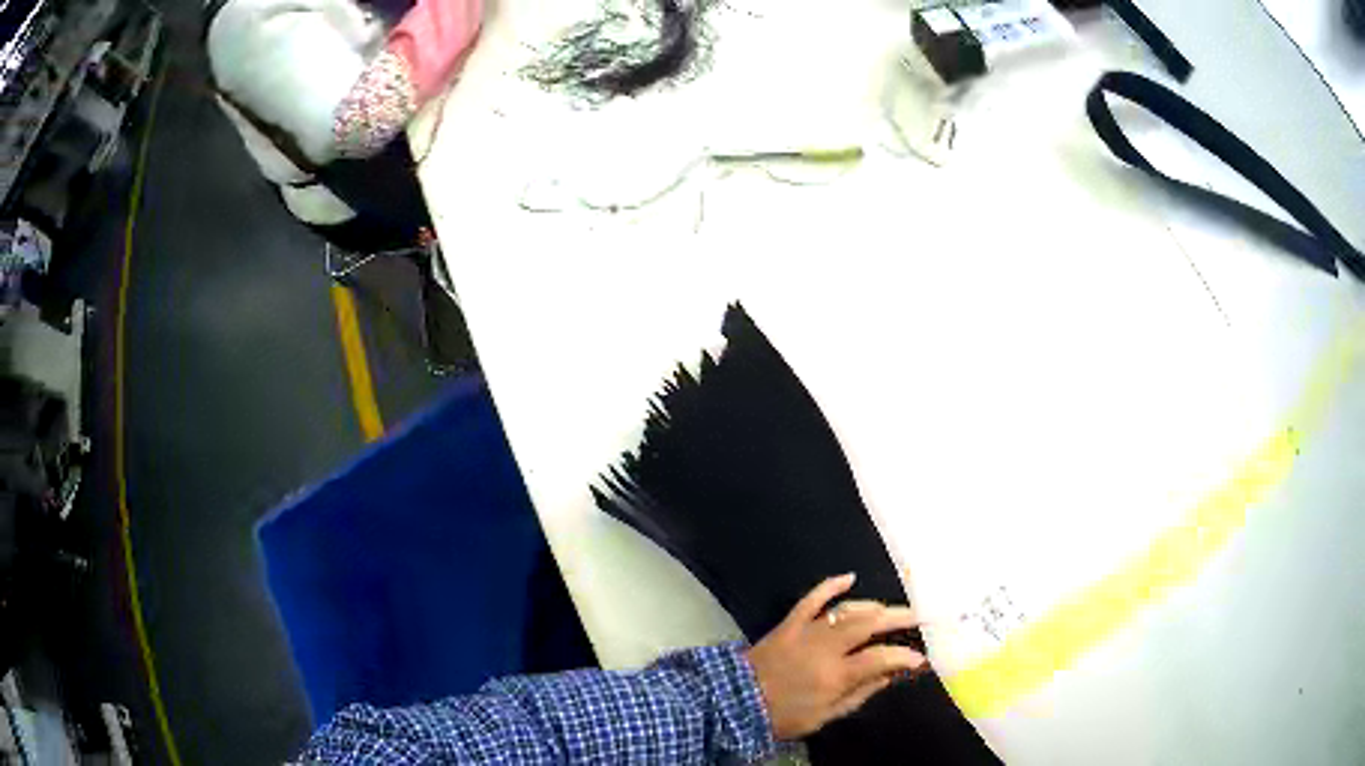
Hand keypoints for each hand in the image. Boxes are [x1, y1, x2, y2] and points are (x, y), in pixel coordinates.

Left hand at [745, 574, 925, 740]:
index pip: (881, 658)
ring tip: (890, 611)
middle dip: (899, 618)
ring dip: (872, 607)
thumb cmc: (782, 716)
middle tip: (918, 617)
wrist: (735, 702)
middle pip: (870, 624)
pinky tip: (850, 577)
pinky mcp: (789, 623)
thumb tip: (888, 675)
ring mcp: (807, 631)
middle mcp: (826, 647)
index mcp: (835, 675)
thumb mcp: (825, 717)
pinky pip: (812, 598)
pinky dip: (831, 585)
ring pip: (847, 610)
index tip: (919, 658)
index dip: (904, 656)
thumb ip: (859, 694)